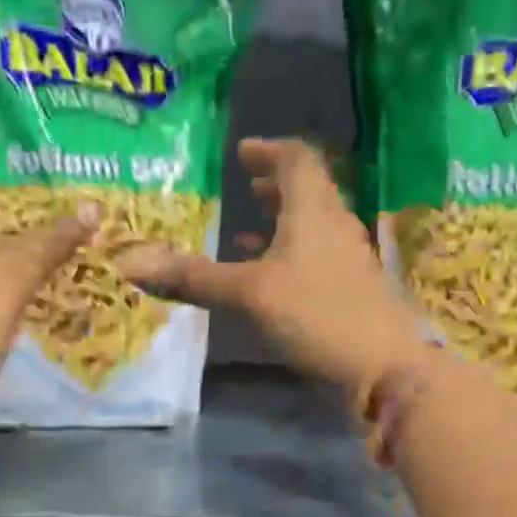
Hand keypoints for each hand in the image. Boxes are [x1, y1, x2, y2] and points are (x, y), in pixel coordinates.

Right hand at [117, 138, 429, 397]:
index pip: (297, 159)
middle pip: (308, 189)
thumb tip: (133, 266)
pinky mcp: (348, 287)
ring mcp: (346, 257)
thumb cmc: (316, 315)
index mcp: (313, 210)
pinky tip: (267, 274)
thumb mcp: (248, 294)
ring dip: (283, 217)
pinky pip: (315, 254)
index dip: (269, 150)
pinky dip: (289, 251)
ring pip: (313, 223)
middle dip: (275, 182)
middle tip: (246, 181)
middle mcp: (334, 224)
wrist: (382, 367)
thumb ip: (194, 278)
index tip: (243, 152)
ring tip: (248, 224)